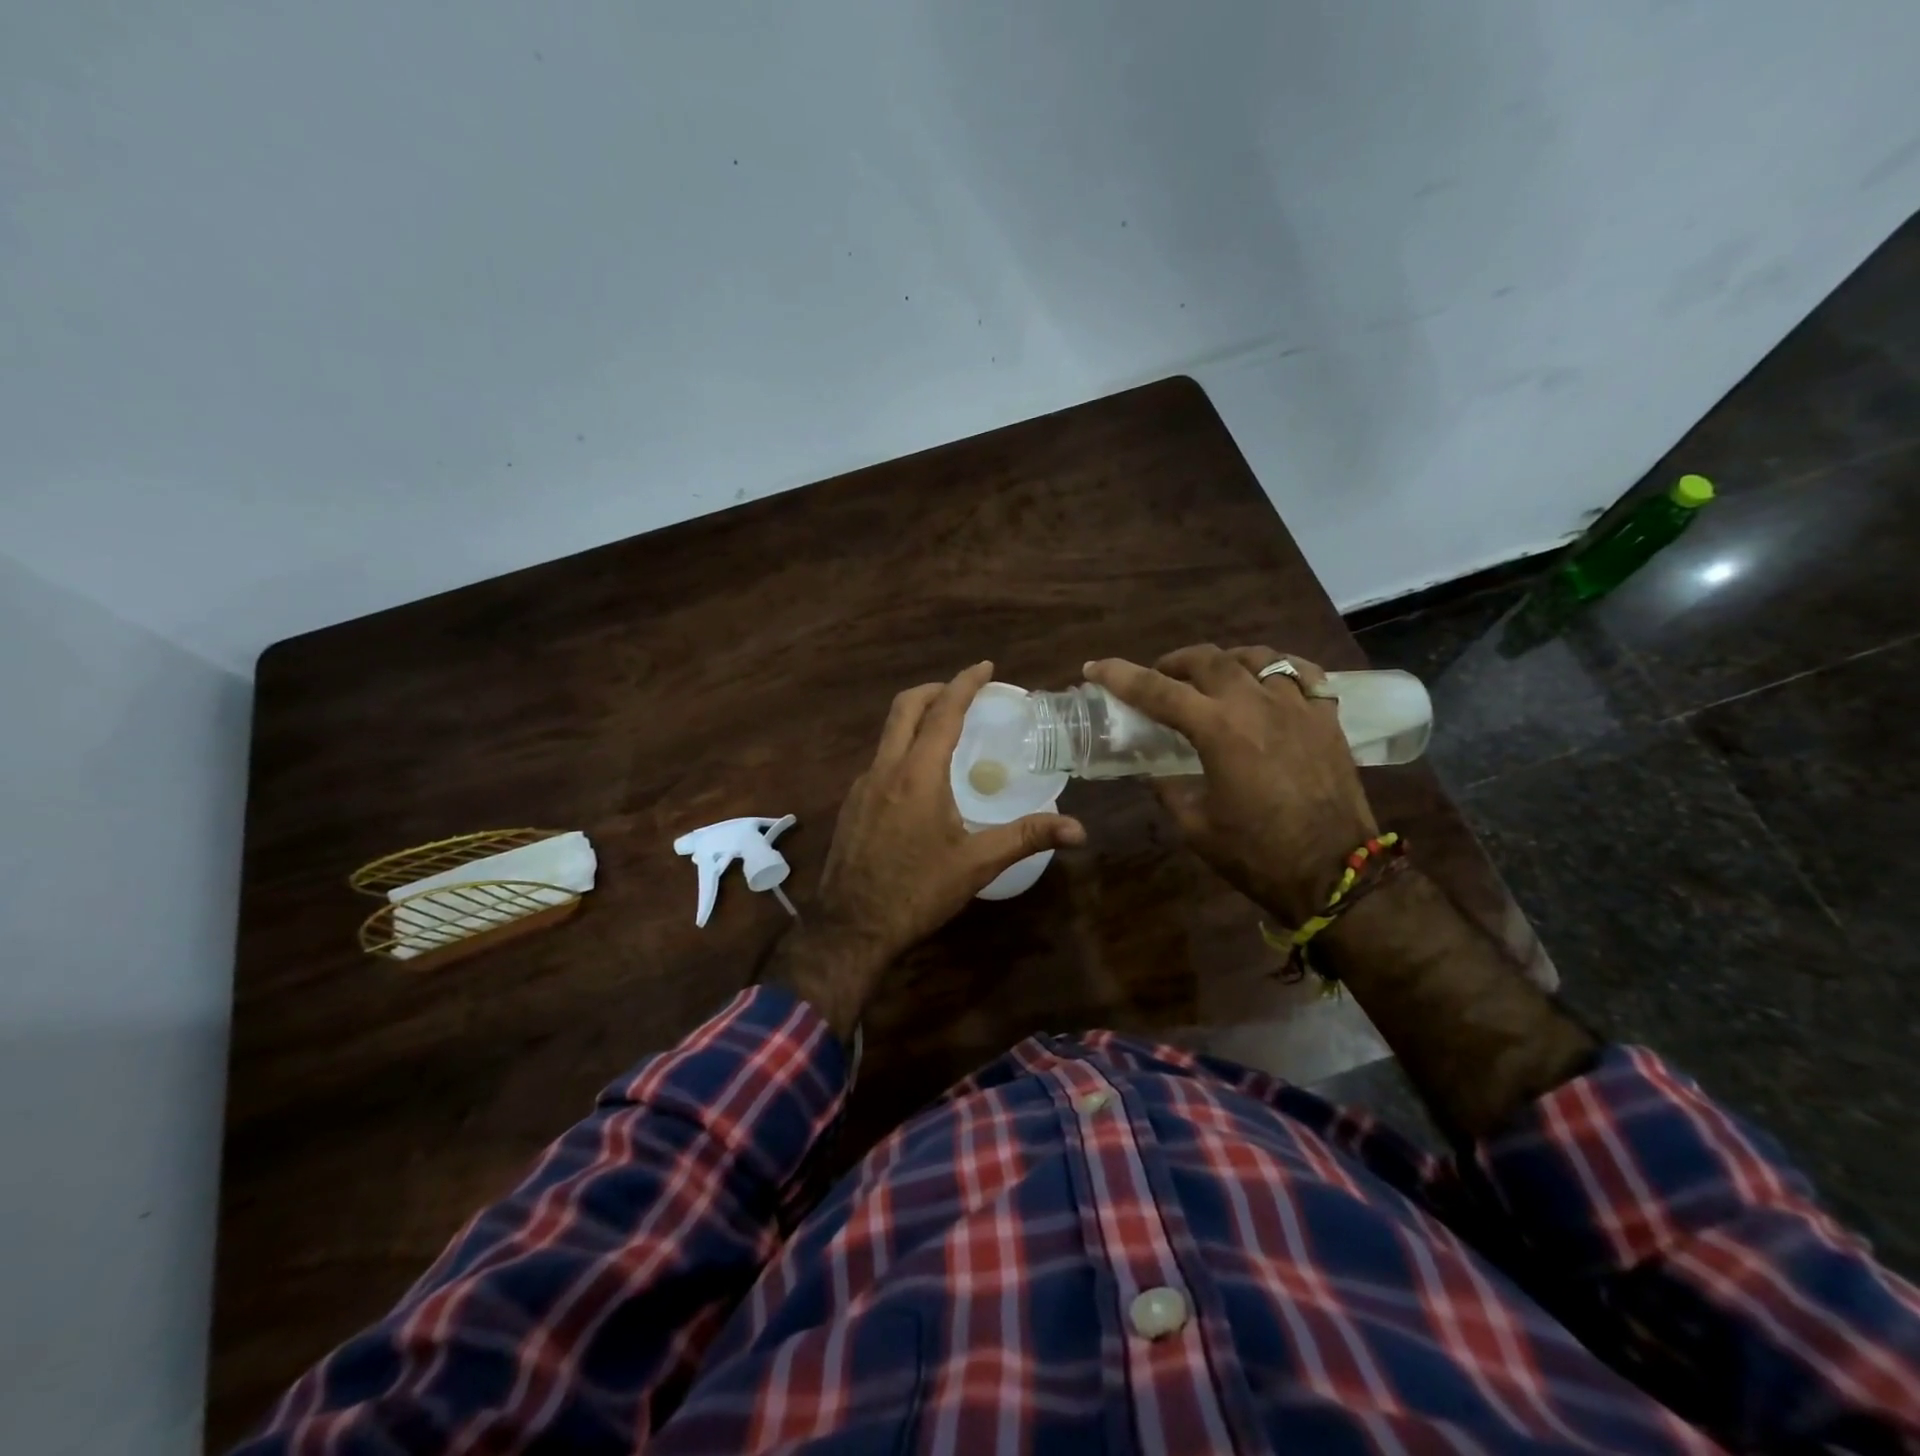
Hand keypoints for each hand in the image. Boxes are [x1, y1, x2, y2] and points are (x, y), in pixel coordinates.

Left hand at [765, 661, 1084, 1040]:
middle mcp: (885, 769)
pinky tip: (920, 778)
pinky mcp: (851, 805)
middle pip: (905, 708)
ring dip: (916, 718)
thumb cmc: (917, 892)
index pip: (943, 712)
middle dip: (935, 689)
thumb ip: (1026, 838)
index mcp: (917, 775)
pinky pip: (879, 759)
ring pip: (888, 733)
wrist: (851, 927)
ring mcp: (862, 786)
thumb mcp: (976, 864)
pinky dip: (903, 748)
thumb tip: (1079, 829)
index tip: (985, 666)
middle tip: (964, 691)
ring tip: (947, 730)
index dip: (965, 684)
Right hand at [1085, 646, 1375, 924]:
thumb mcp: (1196, 826)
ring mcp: (1298, 707)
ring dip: (1226, 661)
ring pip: (1257, 657)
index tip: (1095, 668)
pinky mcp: (1328, 719)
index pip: (1158, 690)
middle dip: (1174, 661)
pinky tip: (1269, 684)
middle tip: (1159, 677)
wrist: (1337, 874)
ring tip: (1214, 677)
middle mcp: (1257, 705)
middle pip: (1209, 659)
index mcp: (1219, 730)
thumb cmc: (1258, 855)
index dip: (1120, 676)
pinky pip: (1303, 675)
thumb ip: (1168, 788)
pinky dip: (1278, 670)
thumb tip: (1152, 769)